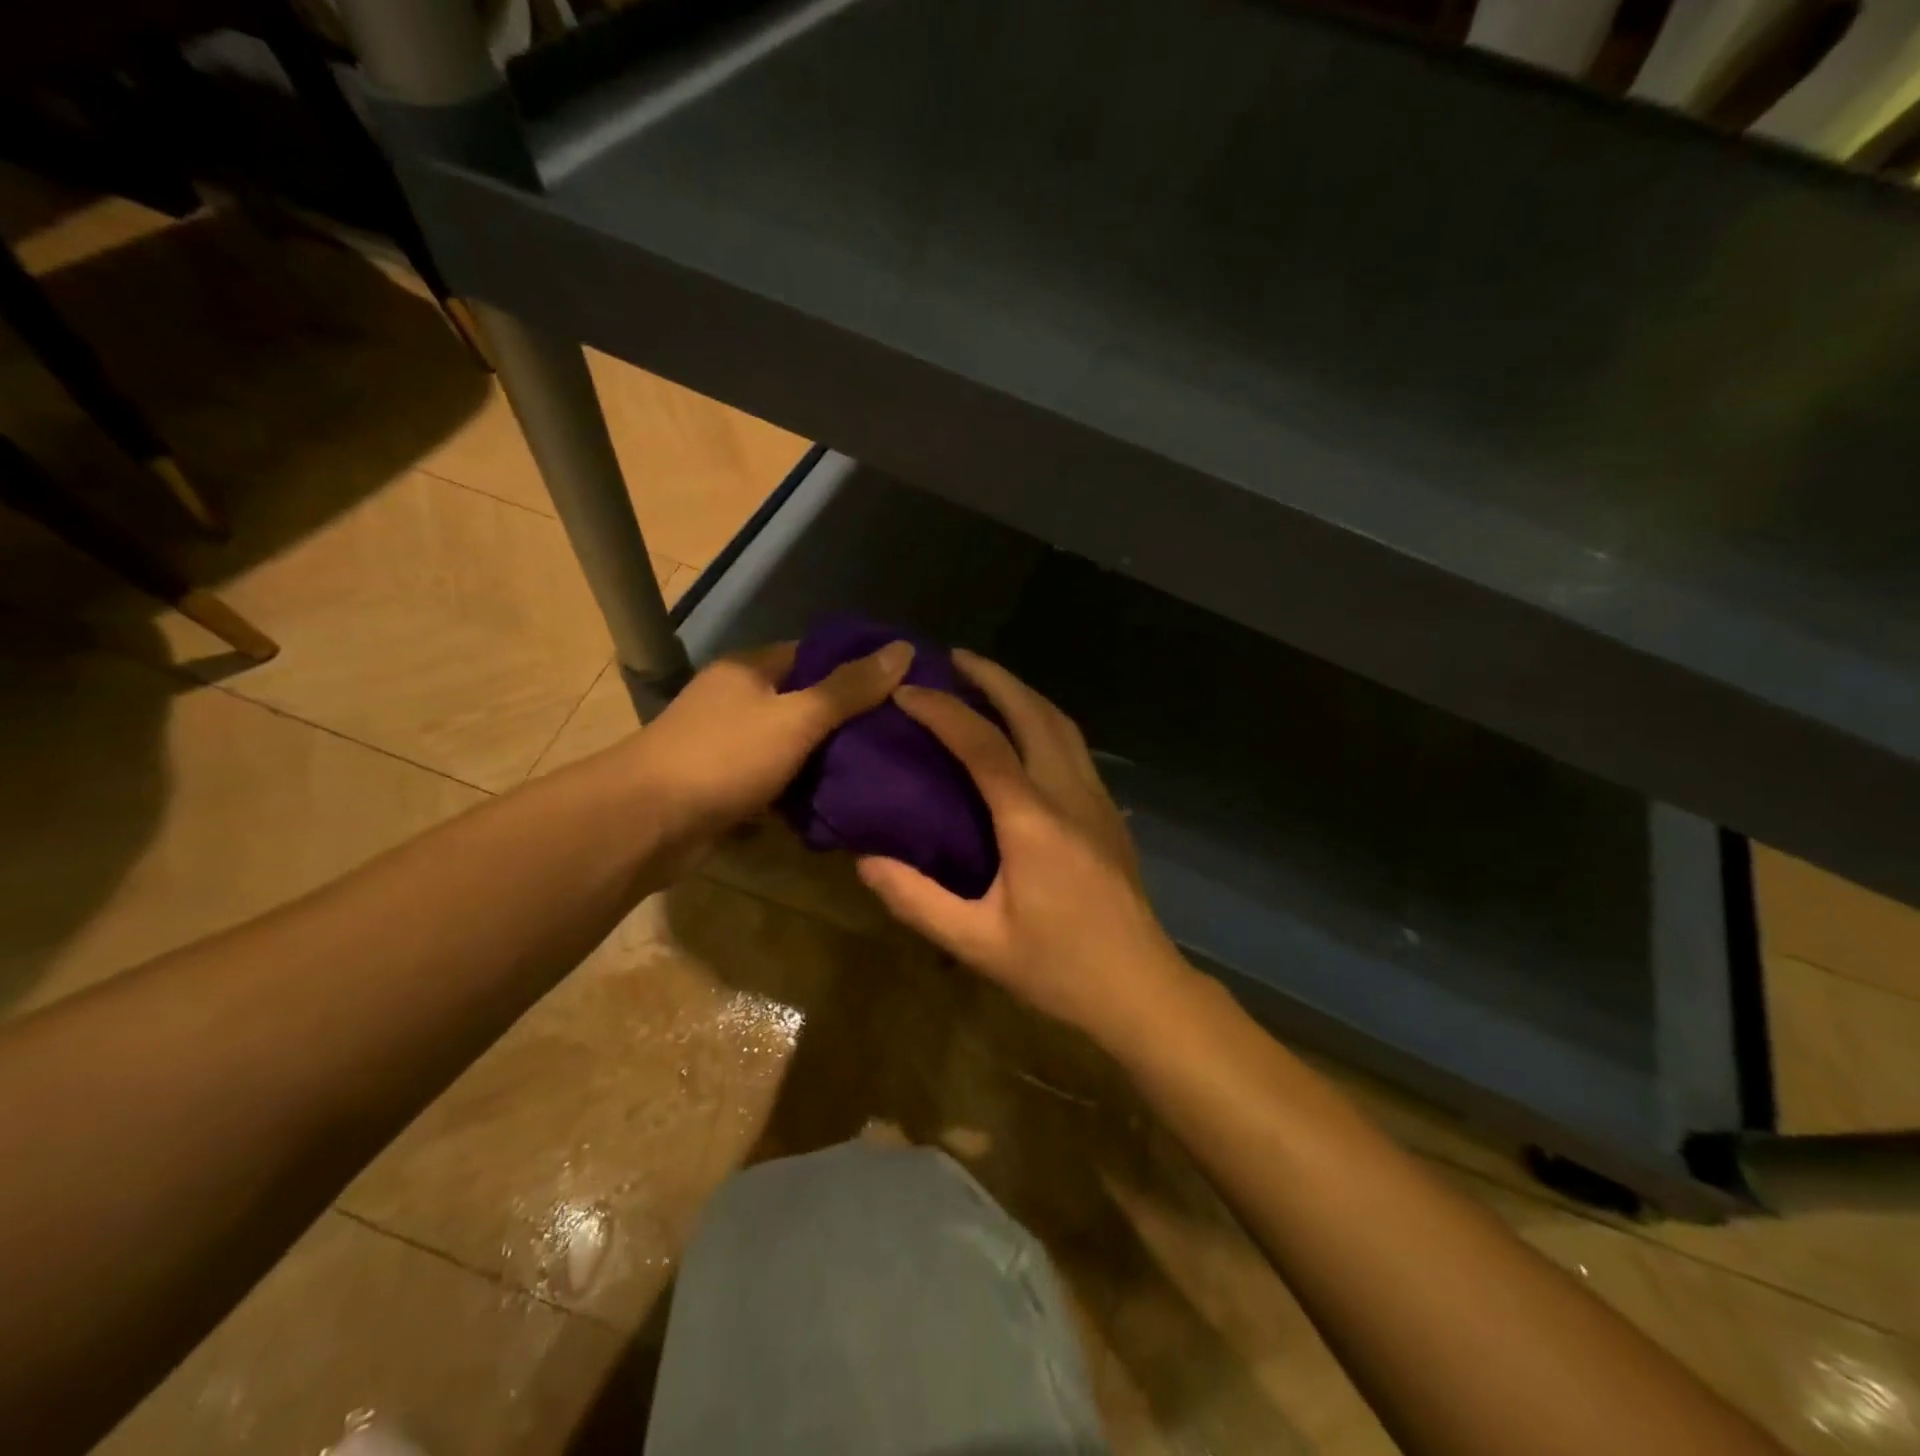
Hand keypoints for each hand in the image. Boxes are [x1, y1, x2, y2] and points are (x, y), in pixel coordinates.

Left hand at [629, 640, 913, 863]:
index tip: (902, 684)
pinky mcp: (725, 787)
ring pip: (791, 746)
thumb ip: (849, 688)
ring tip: (881, 770)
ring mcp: (728, 745)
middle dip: (847, 719)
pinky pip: (776, 782)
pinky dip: (800, 792)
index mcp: (750, 669)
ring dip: (825, 760)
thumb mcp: (797, 717)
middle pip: (804, 701)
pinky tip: (839, 803)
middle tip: (900, 735)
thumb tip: (903, 649)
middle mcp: (737, 700)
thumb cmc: (724, 757)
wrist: (648, 823)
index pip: (813, 653)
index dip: (856, 665)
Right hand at [857, 651, 1194, 1046]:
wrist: (1140, 988)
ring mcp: (1096, 799)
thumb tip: (866, 861)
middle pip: (1034, 713)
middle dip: (993, 677)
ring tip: (987, 683)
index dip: (942, 711)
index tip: (906, 691)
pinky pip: (1074, 746)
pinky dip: (1044, 720)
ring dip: (1023, 693)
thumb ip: (917, 900)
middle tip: (954, 658)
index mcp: (1033, 820)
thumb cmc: (1058, 968)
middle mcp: (1069, 793)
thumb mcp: (977, 942)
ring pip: (1062, 723)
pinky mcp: (1108, 813)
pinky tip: (1026, 733)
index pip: (983, 745)